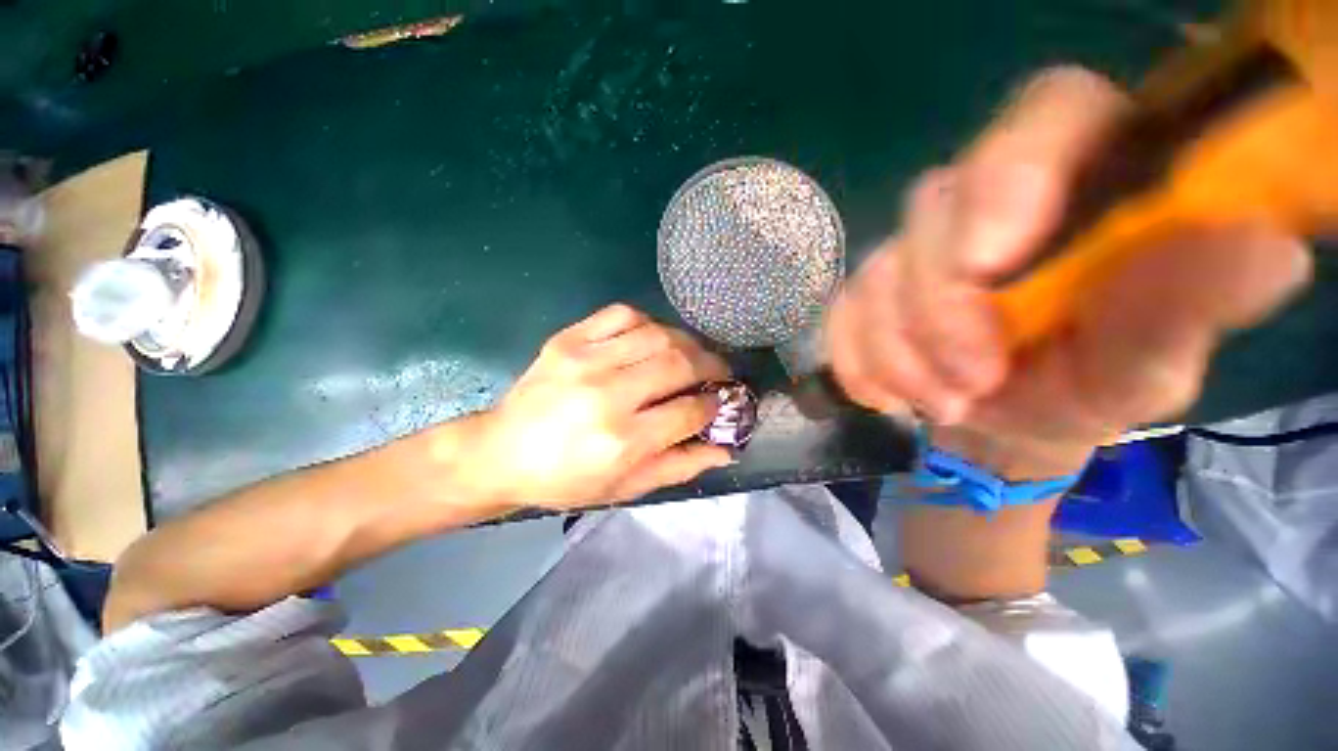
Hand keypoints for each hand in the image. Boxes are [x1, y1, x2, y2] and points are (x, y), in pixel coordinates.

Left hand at [469, 303, 732, 510]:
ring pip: (658, 334)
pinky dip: (648, 323)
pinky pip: (623, 314)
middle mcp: (607, 394)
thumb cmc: (565, 480)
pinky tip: (652, 340)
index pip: (689, 410)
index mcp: (622, 440)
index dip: (714, 405)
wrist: (500, 452)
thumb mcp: (625, 488)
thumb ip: (679, 467)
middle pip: (679, 364)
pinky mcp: (569, 339)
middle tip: (718, 373)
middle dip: (712, 366)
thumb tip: (725, 449)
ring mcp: (586, 360)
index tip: (719, 403)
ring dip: (686, 343)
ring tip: (691, 355)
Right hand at [829, 67, 1312, 479]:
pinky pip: (840, 314)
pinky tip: (887, 396)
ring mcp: (917, 246)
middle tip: (971, 383)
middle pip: (934, 205)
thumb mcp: (1150, 363)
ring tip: (942, 403)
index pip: (1049, 114)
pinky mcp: (869, 290)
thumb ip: (1190, 307)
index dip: (1010, 174)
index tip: (987, 266)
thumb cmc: (1089, 388)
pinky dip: (857, 361)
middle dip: (940, 307)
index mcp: (1086, 178)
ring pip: (875, 271)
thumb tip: (1264, 246)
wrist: (1003, 421)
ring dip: (899, 350)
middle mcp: (989, 195)